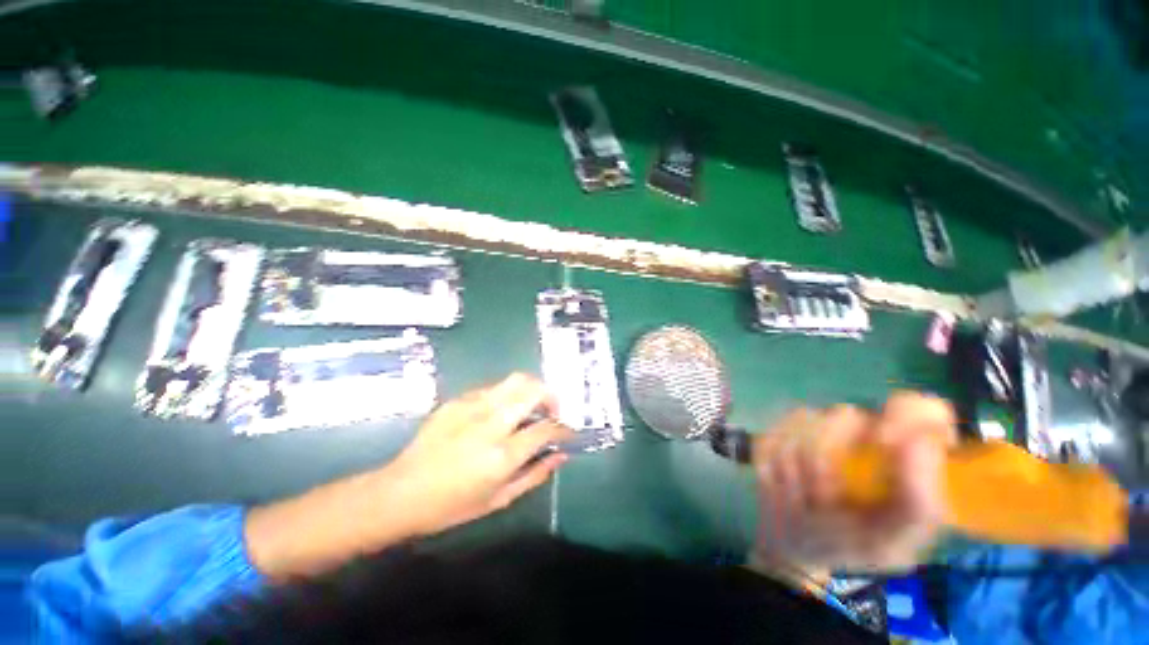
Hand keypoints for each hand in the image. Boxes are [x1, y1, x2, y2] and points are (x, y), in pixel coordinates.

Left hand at [384, 373, 572, 536]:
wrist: (400, 492)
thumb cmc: (451, 506)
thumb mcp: (499, 500)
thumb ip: (535, 474)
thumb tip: (562, 455)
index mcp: (502, 455)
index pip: (546, 428)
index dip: (563, 428)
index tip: (567, 432)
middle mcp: (490, 423)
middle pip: (533, 390)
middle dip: (551, 396)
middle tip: (552, 411)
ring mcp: (472, 406)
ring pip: (515, 380)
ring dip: (531, 390)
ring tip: (530, 407)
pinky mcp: (457, 400)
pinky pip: (492, 388)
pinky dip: (506, 395)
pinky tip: (500, 412)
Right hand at [749, 392, 955, 578]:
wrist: (791, 543)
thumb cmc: (849, 545)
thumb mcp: (892, 542)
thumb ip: (918, 502)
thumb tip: (921, 442)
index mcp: (904, 454)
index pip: (922, 408)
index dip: (904, 415)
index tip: (885, 444)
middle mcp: (863, 431)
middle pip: (844, 414)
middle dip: (826, 458)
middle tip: (823, 497)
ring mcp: (818, 425)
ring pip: (803, 422)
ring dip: (797, 467)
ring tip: (801, 497)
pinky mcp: (782, 428)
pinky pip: (774, 432)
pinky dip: (774, 462)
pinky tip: (781, 483)